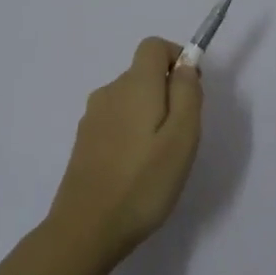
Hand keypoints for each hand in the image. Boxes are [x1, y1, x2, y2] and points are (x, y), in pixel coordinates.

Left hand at [48, 37, 203, 255]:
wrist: (87, 228)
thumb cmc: (144, 182)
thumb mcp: (182, 137)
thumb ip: (187, 94)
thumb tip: (185, 65)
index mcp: (134, 85)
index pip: (153, 46)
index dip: (177, 58)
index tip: (191, 91)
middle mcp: (109, 92)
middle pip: (143, 74)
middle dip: (167, 93)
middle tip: (181, 137)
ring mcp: (92, 117)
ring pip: (130, 99)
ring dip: (150, 116)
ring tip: (160, 159)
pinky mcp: (84, 141)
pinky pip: (116, 121)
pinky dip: (132, 133)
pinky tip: (136, 170)